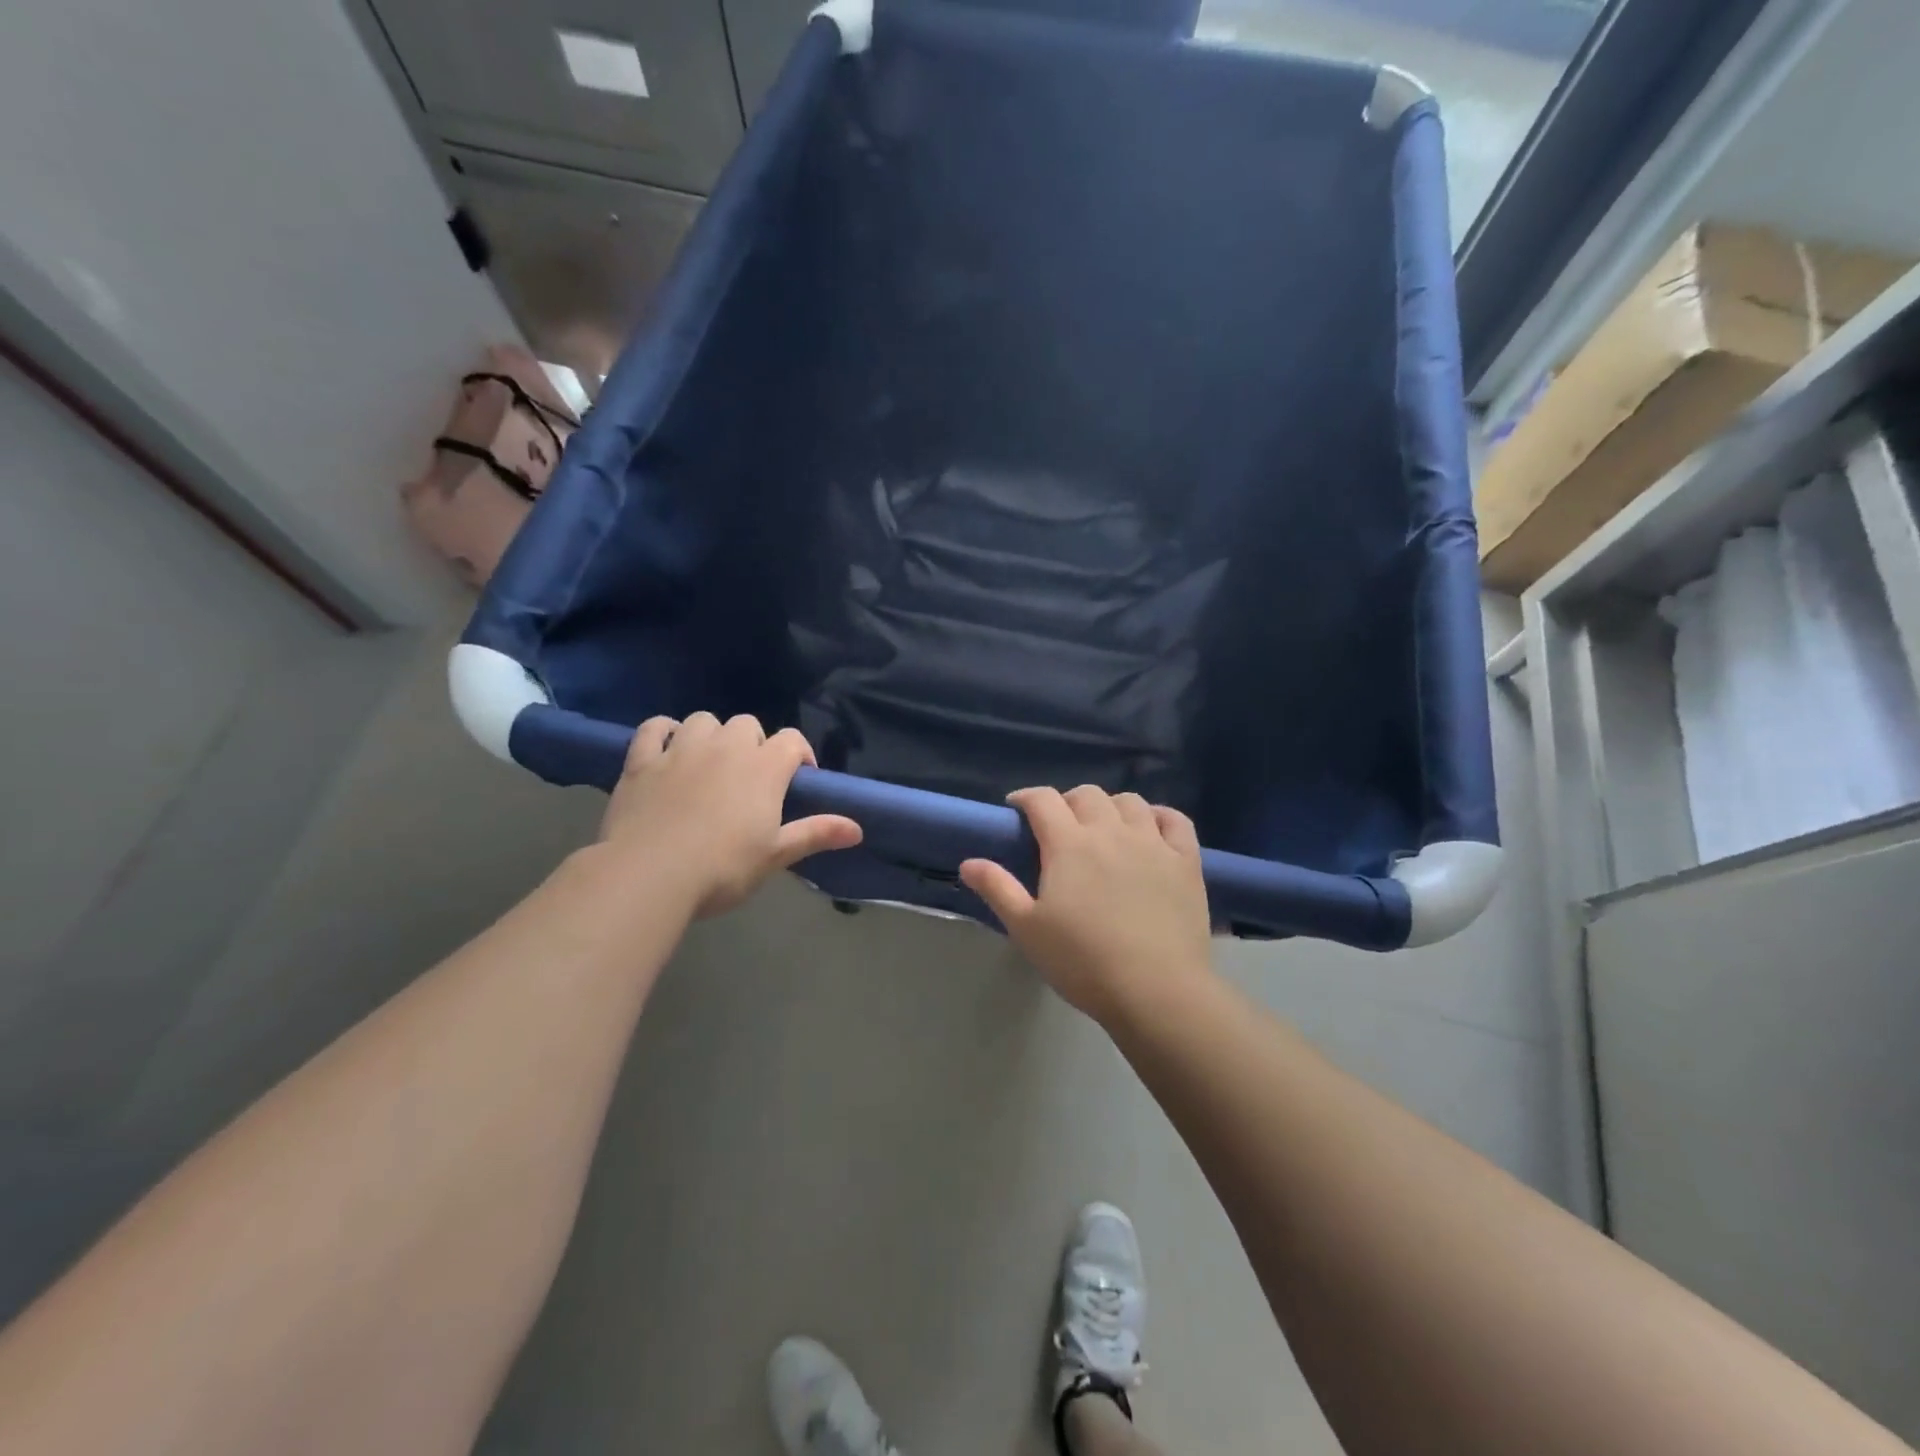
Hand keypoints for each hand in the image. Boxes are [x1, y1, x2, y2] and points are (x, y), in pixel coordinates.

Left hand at [600, 713, 862, 917]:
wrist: (649, 875)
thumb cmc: (723, 868)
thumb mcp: (775, 856)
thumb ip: (816, 833)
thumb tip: (858, 829)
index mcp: (763, 768)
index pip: (792, 741)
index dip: (799, 755)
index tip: (798, 780)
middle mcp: (725, 748)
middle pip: (747, 724)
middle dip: (754, 744)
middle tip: (750, 778)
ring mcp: (681, 750)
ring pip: (704, 720)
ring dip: (712, 735)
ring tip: (710, 763)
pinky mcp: (642, 761)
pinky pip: (654, 727)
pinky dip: (664, 732)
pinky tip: (667, 748)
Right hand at [959, 785, 1213, 1024]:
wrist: (1156, 990)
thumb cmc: (1083, 961)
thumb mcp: (1027, 929)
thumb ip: (998, 889)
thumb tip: (968, 862)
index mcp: (1068, 844)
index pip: (1043, 800)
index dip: (1026, 798)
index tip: (1017, 810)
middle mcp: (1111, 831)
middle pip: (1087, 794)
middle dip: (1067, 801)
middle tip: (1059, 827)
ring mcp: (1153, 842)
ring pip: (1130, 801)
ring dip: (1111, 806)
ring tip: (1104, 828)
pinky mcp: (1186, 860)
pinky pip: (1174, 819)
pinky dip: (1159, 815)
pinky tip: (1150, 829)